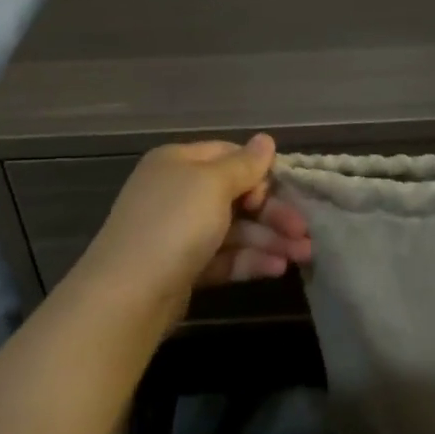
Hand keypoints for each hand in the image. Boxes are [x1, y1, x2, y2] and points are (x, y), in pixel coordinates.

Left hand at [69, 134, 312, 333]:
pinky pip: (224, 257)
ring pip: (235, 229)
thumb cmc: (175, 224)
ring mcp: (180, 232)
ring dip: (270, 240)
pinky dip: (251, 260)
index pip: (228, 156)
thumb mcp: (213, 185)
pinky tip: (277, 269)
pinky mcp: (185, 267)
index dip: (259, 171)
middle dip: (273, 213)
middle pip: (236, 196)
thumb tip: (266, 140)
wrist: (129, 293)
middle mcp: (178, 192)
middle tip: (305, 232)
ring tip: (302, 256)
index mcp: (178, 163)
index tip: (285, 190)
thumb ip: (244, 164)